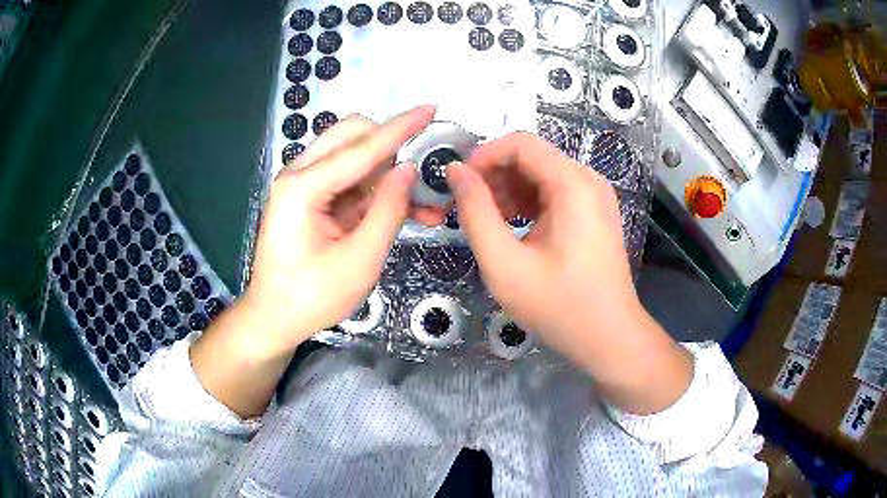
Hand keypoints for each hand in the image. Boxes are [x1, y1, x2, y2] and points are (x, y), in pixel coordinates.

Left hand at [245, 106, 443, 355]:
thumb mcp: (359, 261)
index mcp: (303, 188)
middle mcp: (299, 175)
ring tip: (423, 204)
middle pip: (352, 136)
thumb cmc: (311, 298)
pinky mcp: (310, 196)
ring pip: (354, 155)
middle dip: (392, 147)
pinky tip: (401, 209)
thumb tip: (409, 169)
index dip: (400, 128)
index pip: (361, 148)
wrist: (275, 317)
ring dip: (388, 172)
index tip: (430, 108)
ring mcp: (302, 184)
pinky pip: (350, 178)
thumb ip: (388, 210)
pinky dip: (376, 189)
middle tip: (423, 175)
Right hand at [448, 132, 691, 413]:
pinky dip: (529, 203)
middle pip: (532, 156)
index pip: (520, 142)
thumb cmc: (559, 306)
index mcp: (572, 184)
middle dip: (495, 175)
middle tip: (469, 208)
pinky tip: (513, 228)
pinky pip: (555, 193)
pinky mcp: (595, 213)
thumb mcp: (504, 263)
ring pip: (542, 174)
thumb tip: (455, 172)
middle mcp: (588, 180)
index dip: (484, 156)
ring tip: (488, 222)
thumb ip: (475, 212)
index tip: (459, 184)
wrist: (608, 337)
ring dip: (510, 190)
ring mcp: (595, 197)